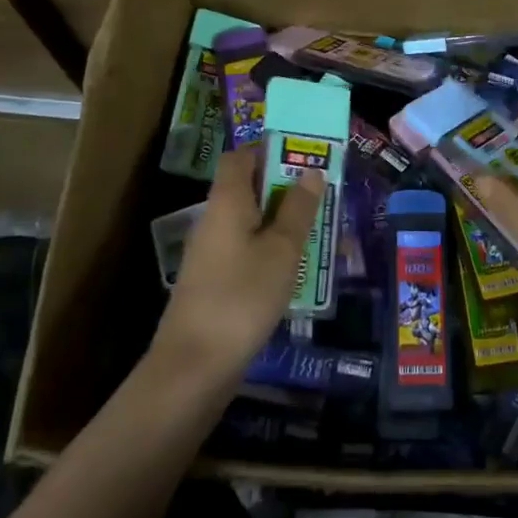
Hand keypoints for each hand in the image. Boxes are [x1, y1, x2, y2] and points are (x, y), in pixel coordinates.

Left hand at [153, 146, 322, 380]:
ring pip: (250, 222)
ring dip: (281, 221)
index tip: (304, 156)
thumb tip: (311, 172)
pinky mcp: (214, 282)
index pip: (240, 157)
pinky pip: (246, 250)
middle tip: (323, 195)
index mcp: (226, 202)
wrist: (194, 367)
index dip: (269, 150)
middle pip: (247, 188)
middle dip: (285, 188)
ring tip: (319, 229)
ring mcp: (210, 254)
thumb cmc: (242, 297)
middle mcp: (213, 221)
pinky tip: (295, 267)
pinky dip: (270, 249)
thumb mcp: (282, 250)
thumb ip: (298, 210)